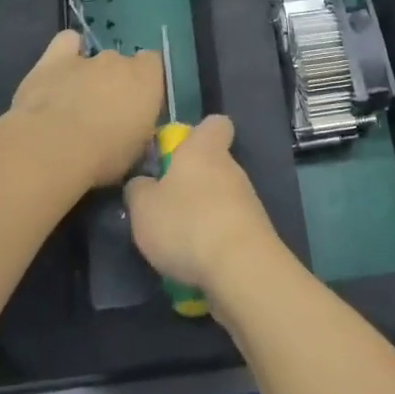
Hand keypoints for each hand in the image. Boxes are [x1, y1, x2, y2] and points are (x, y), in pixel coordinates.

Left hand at [8, 30, 163, 189]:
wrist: (53, 148)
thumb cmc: (103, 157)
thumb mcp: (136, 151)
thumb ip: (139, 128)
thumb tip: (134, 127)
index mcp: (147, 80)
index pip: (154, 65)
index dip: (145, 84)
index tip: (137, 107)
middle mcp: (119, 61)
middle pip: (121, 64)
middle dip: (115, 83)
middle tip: (104, 114)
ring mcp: (86, 58)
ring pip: (94, 58)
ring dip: (90, 76)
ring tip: (76, 103)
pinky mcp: (55, 59)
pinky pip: (67, 43)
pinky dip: (67, 52)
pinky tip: (61, 70)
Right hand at [123, 115, 284, 301]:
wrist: (241, 269)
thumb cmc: (186, 223)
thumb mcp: (143, 207)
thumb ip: (139, 188)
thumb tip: (143, 183)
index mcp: (205, 149)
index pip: (214, 124)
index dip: (197, 133)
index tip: (176, 151)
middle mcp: (231, 168)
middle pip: (213, 165)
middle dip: (190, 182)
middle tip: (163, 206)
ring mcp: (248, 202)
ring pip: (220, 199)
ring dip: (200, 214)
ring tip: (175, 241)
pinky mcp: (255, 234)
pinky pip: (228, 229)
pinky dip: (213, 241)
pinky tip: (195, 262)